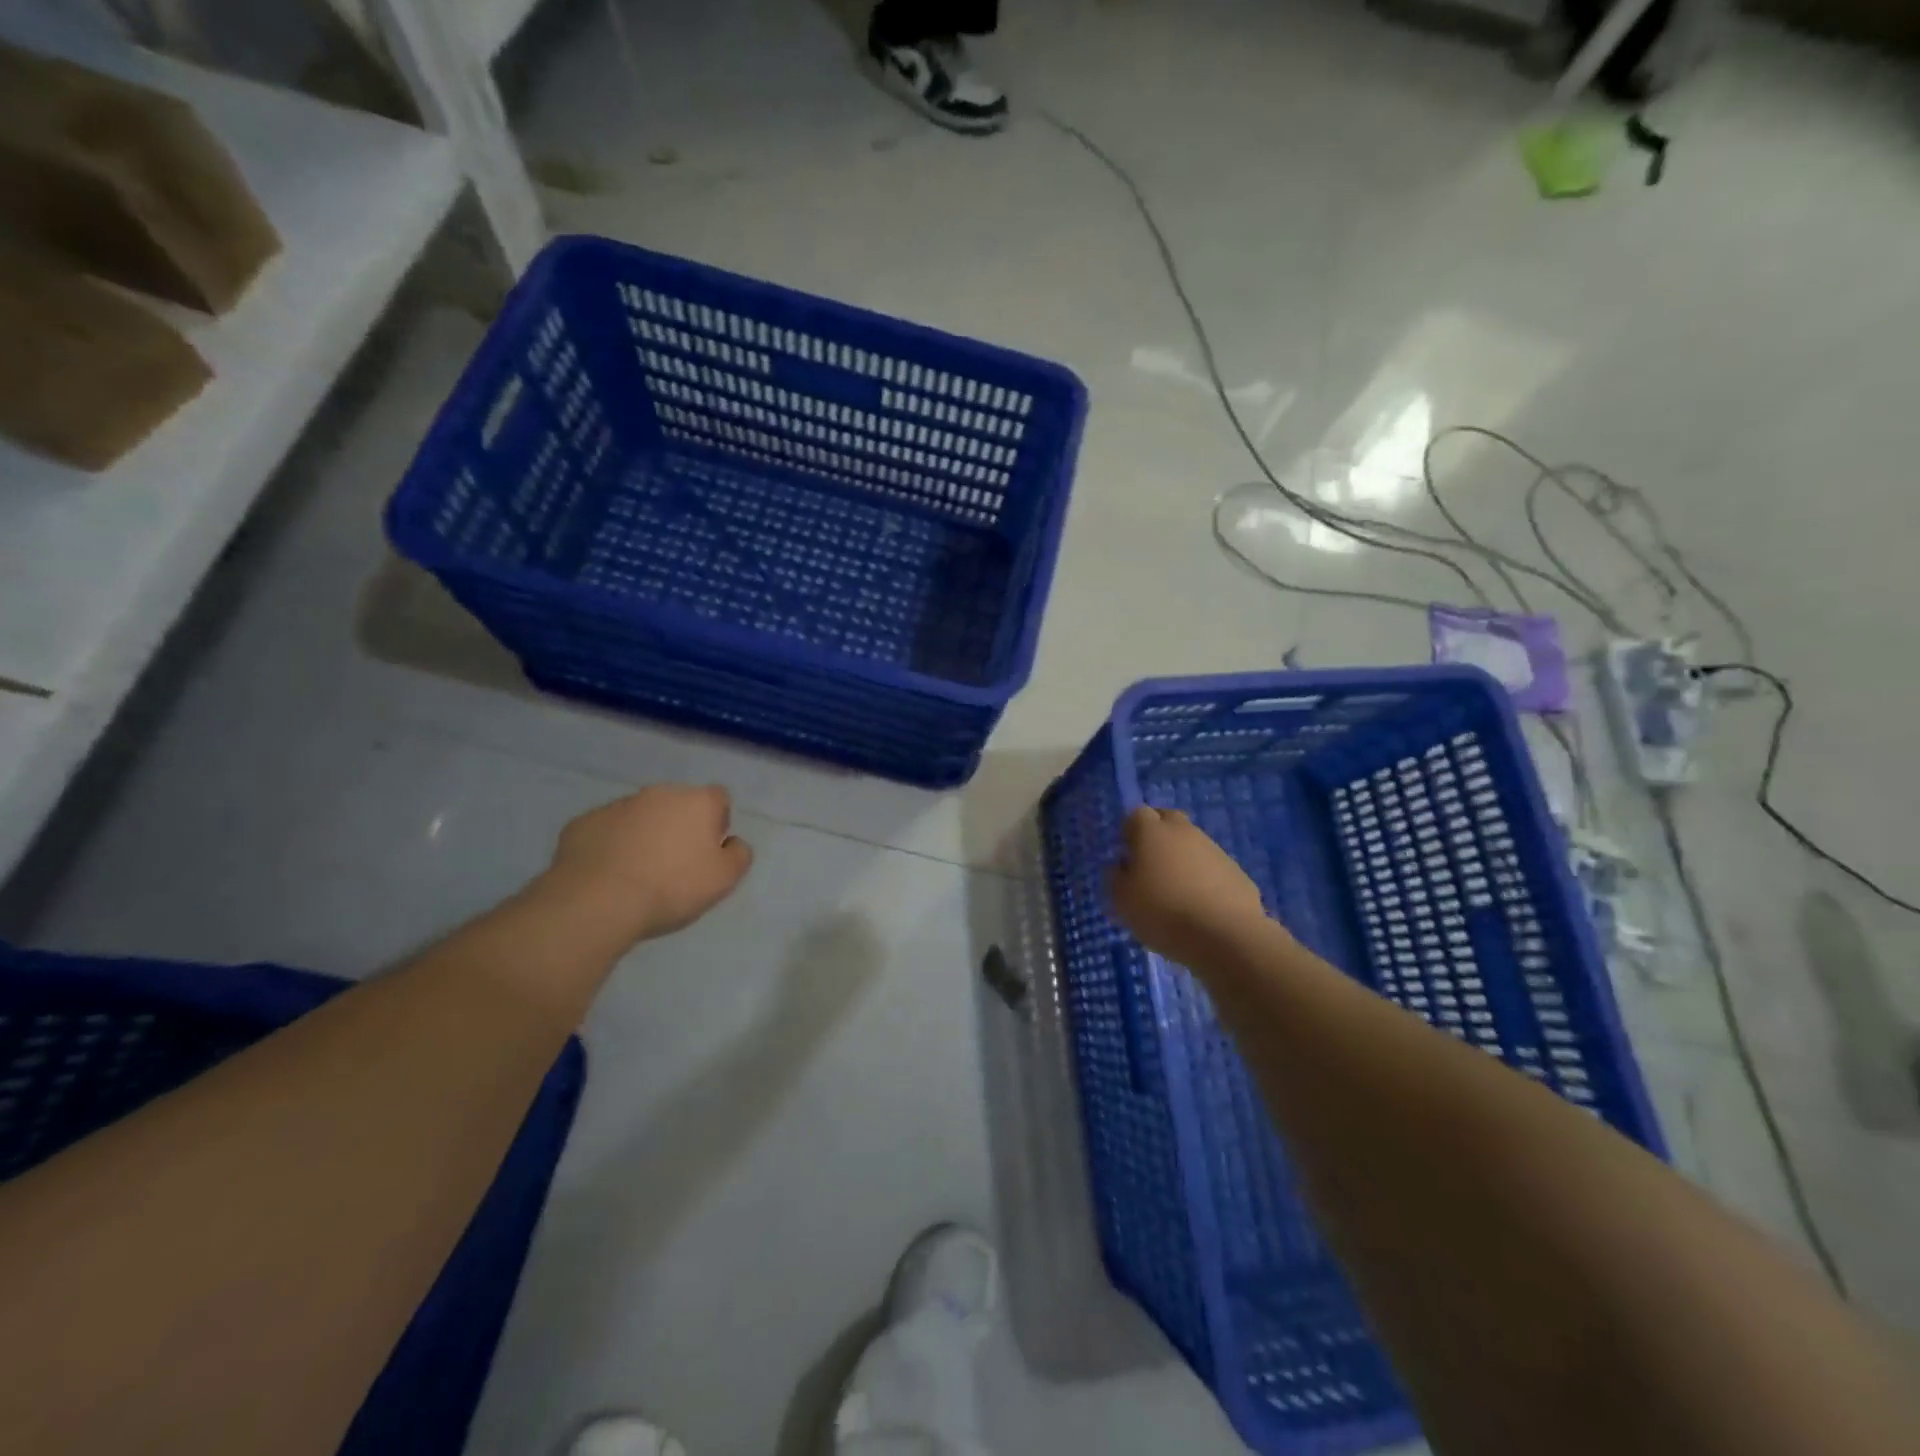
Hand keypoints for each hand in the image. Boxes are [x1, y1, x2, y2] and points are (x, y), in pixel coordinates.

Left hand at [540, 785, 752, 946]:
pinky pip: (606, 830)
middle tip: (675, 863)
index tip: (708, 851)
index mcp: (697, 801)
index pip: (719, 798)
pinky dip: (611, 845)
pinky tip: (608, 874)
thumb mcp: (724, 879)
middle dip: (679, 826)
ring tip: (638, 872)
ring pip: (640, 815)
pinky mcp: (583, 822)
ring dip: (644, 834)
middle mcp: (659, 793)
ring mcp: (617, 805)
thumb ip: (739, 854)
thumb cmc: (671, 887)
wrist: (596, 902)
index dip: (717, 822)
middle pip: (678, 804)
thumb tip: (732, 842)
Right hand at [1110, 806, 1274, 966]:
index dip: (1130, 831)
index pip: (1137, 814)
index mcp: (1152, 832)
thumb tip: (1123, 865)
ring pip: (1193, 843)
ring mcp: (1214, 850)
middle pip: (1168, 819)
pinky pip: (1213, 867)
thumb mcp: (1122, 900)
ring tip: (1177, 890)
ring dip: (1183, 857)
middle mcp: (1184, 832)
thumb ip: (1116, 877)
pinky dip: (1204, 878)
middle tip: (1150, 864)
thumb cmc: (1163, 913)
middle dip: (1158, 833)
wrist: (1225, 936)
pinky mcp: (1237, 871)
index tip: (1127, 853)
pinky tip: (1201, 905)